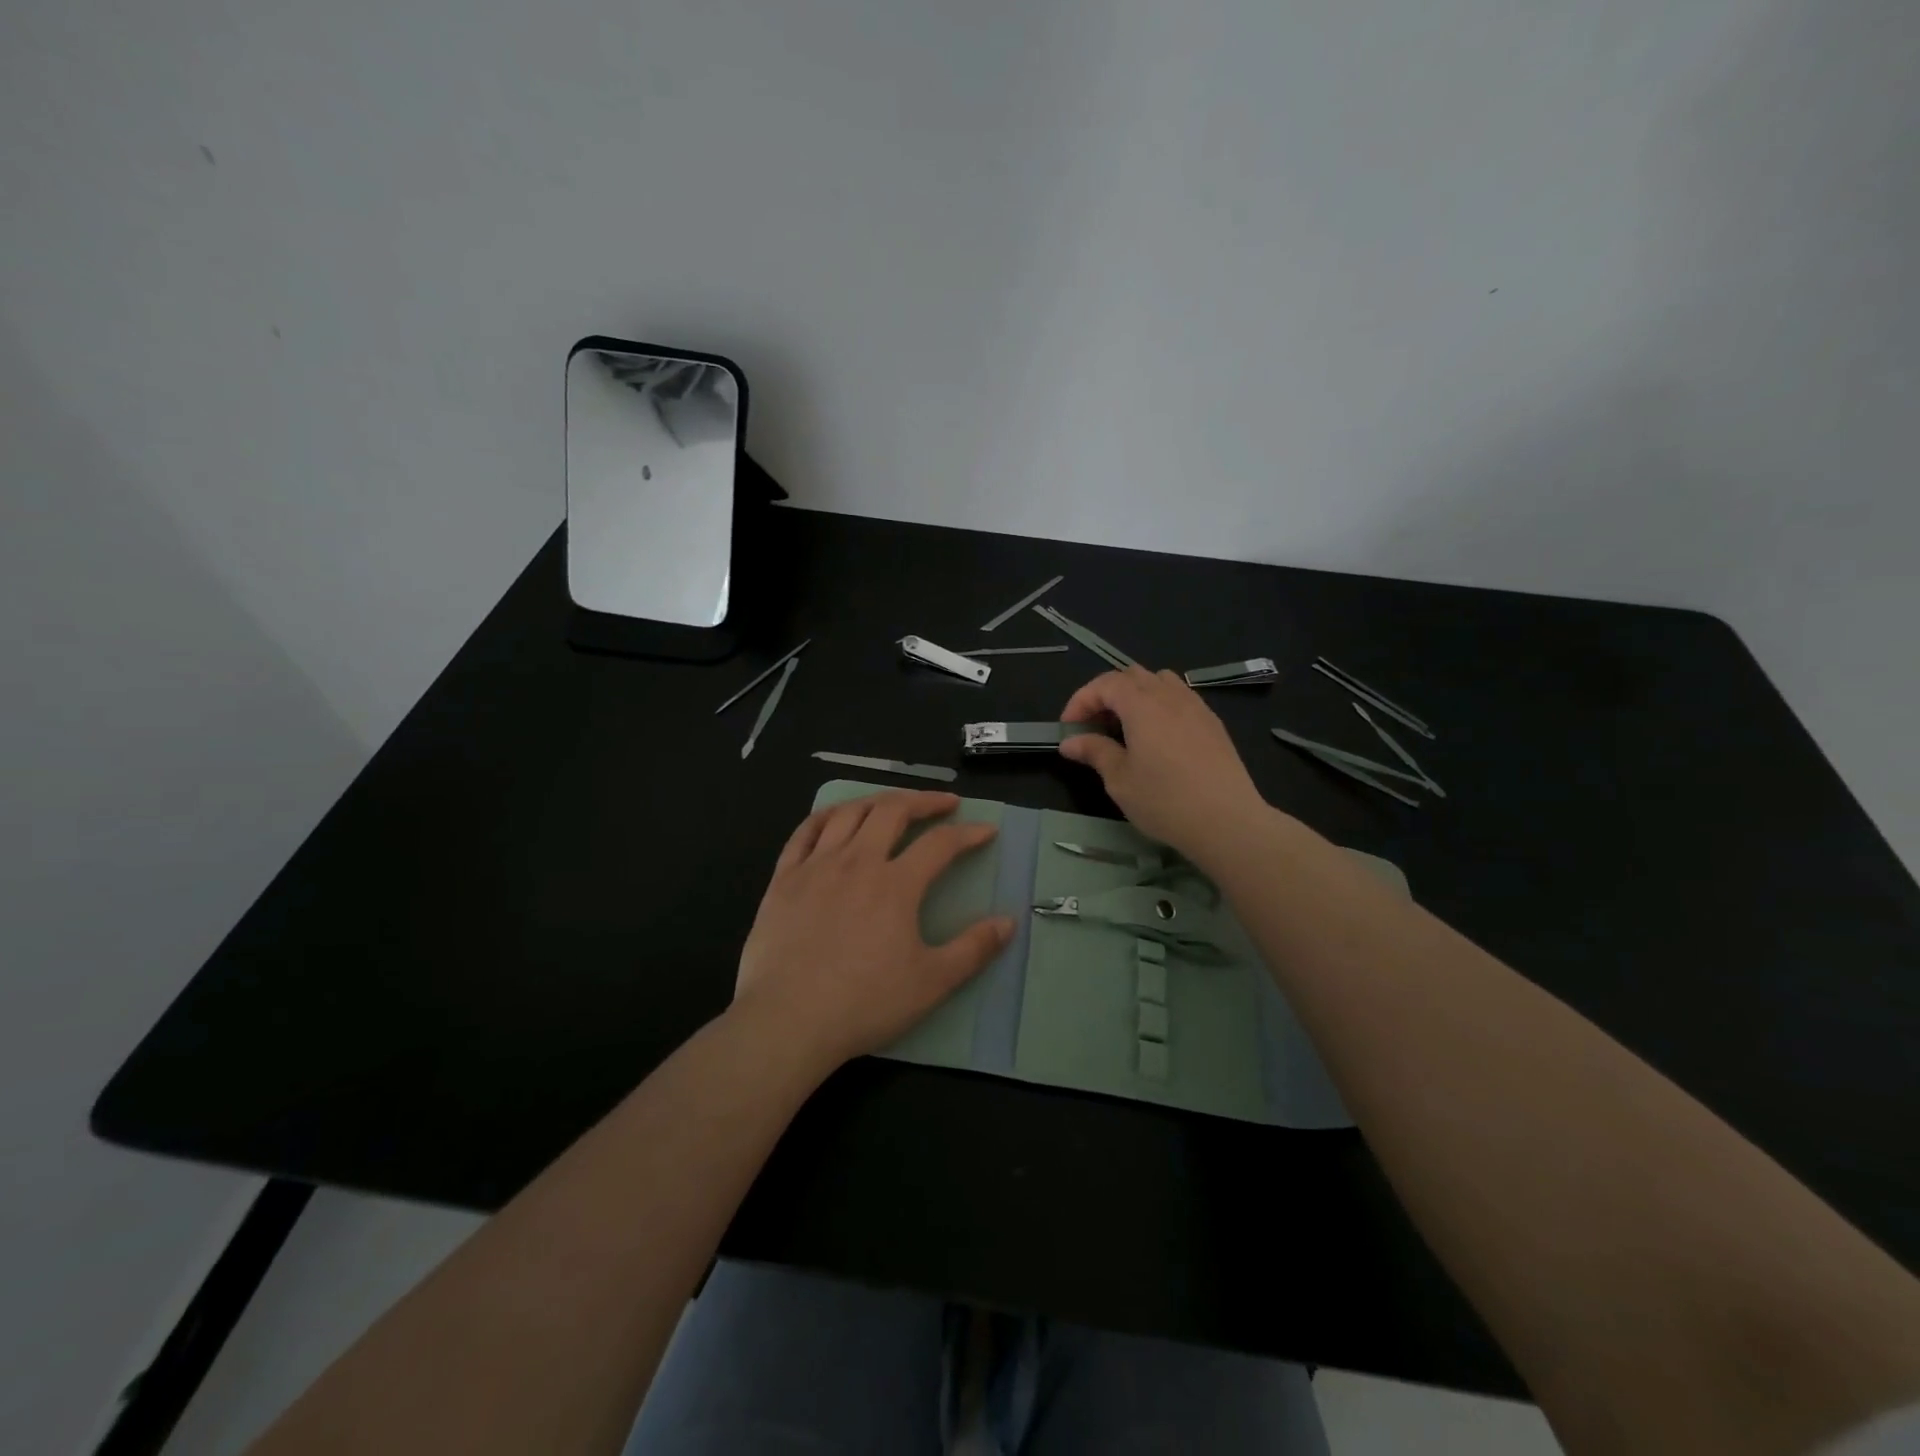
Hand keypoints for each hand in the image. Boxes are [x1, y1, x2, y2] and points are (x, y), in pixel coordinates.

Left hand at [734, 790, 1013, 1071]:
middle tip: (943, 804)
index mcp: (895, 884)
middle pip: (893, 811)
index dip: (968, 834)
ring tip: (893, 804)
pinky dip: (826, 816)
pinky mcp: (784, 879)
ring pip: (849, 813)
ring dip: (877, 801)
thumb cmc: (864, 1004)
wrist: (787, 1021)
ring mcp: (815, 867)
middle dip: (924, 801)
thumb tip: (1009, 922)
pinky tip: (835, 818)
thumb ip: (973, 949)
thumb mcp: (932, 983)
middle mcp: (856, 862)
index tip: (986, 831)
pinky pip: (805, 832)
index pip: (940, 844)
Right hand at [1058, 667, 1271, 860]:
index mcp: (1142, 705)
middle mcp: (1170, 696)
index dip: (1081, 700)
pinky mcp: (1213, 724)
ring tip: (1127, 726)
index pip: (1105, 684)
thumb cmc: (1165, 801)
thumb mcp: (1120, 780)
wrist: (1227, 821)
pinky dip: (1160, 705)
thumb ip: (1095, 752)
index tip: (1069, 728)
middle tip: (1094, 725)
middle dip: (1107, 694)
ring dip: (1137, 695)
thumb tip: (1070, 742)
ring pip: (1160, 681)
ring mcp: (1196, 707)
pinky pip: (1181, 698)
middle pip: (1133, 676)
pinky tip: (1158, 737)